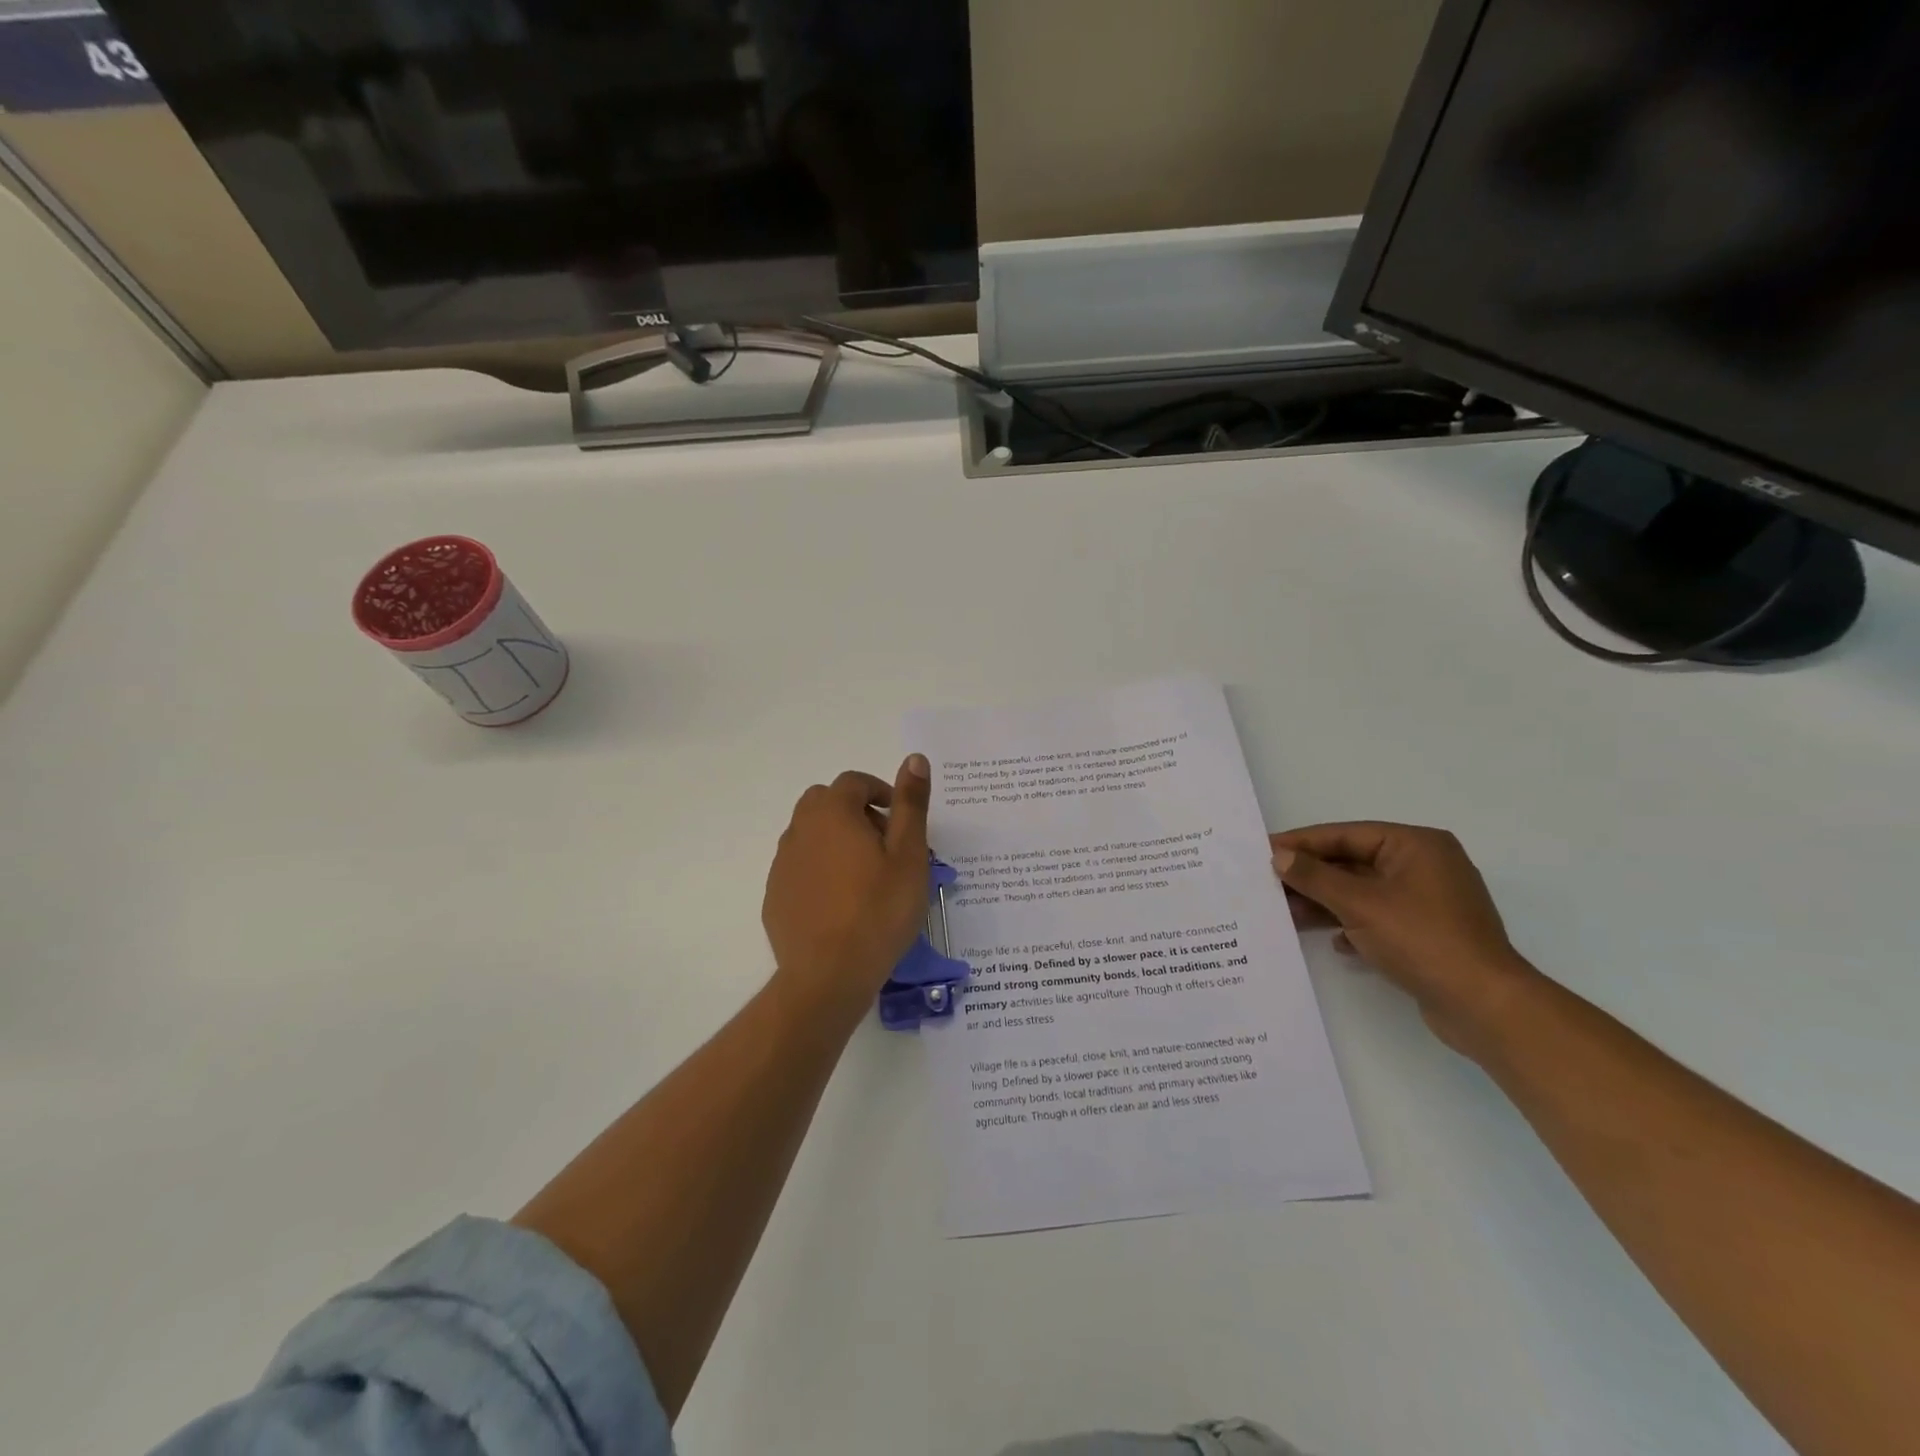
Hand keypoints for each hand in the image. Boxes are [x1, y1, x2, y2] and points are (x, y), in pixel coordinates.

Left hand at [763, 756, 932, 1009]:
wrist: (828, 975)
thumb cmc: (878, 911)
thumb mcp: (908, 856)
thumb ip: (911, 804)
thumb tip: (914, 758)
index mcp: (833, 813)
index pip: (854, 782)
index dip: (880, 792)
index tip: (901, 819)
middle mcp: (800, 830)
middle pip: (826, 802)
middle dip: (855, 812)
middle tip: (885, 844)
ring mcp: (782, 864)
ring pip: (810, 835)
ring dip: (836, 840)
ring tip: (866, 876)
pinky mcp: (774, 896)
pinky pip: (799, 868)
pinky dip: (820, 871)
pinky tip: (841, 903)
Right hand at [1271, 822, 1540, 1053]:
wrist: (1484, 1006)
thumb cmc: (1422, 940)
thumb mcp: (1360, 904)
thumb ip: (1315, 877)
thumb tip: (1280, 856)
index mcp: (1416, 846)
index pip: (1346, 835)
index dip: (1303, 843)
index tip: (1264, 849)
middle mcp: (1425, 866)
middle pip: (1353, 863)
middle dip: (1312, 877)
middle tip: (1268, 883)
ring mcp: (1428, 902)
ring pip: (1363, 893)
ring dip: (1326, 903)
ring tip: (1286, 913)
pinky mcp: (1427, 934)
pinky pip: (1378, 919)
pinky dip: (1352, 925)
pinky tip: (1332, 941)